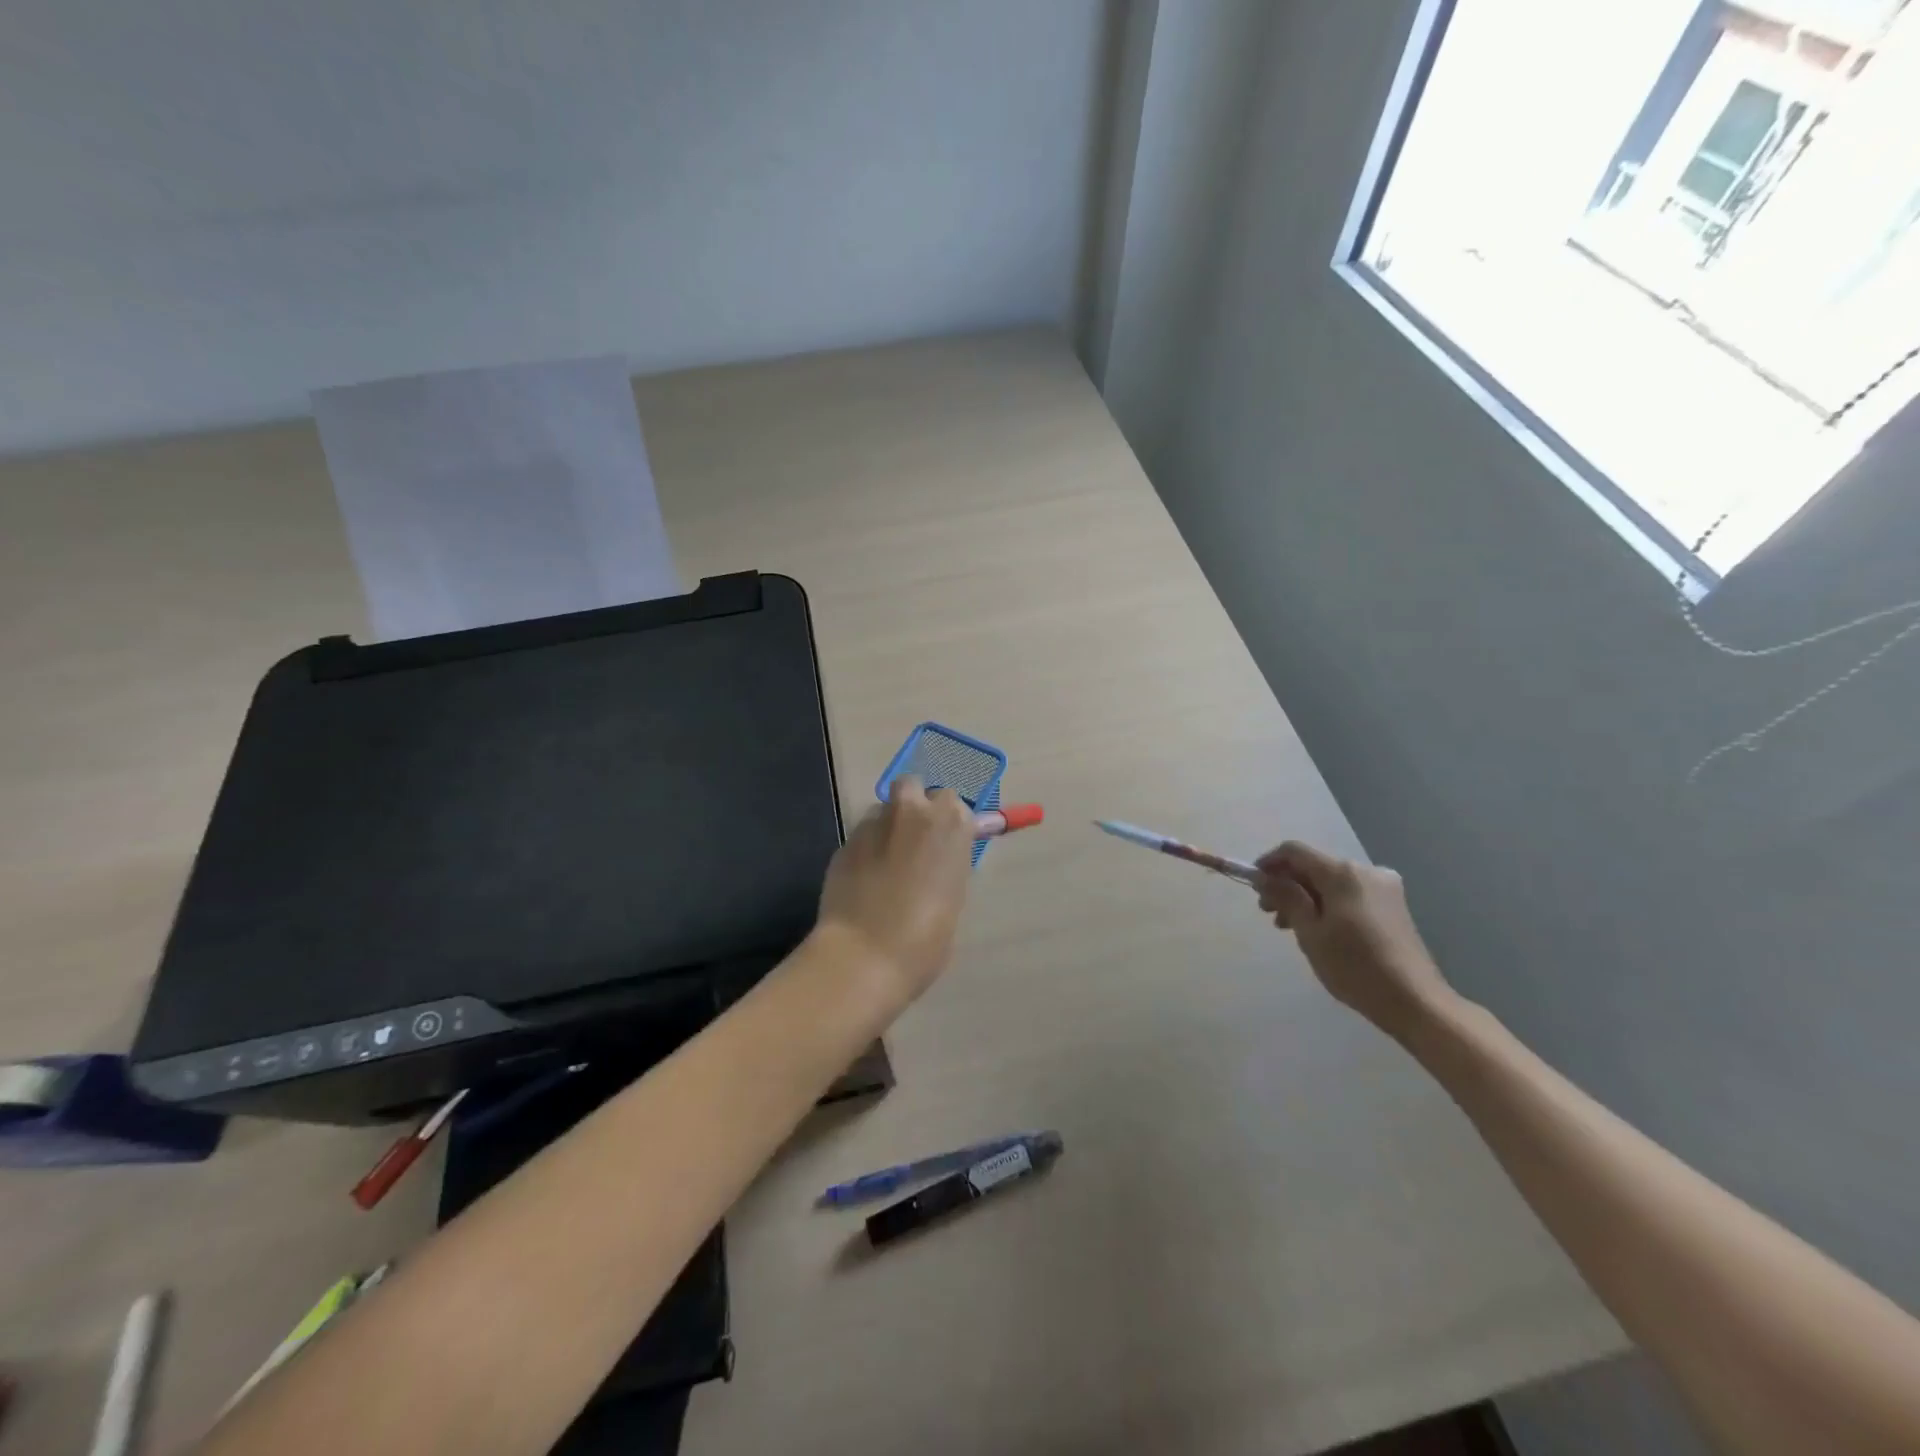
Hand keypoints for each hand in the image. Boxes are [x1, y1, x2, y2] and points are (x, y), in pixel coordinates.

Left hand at [815, 776, 975, 1005]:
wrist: (865, 954)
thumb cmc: (926, 936)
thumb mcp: (953, 896)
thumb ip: (947, 865)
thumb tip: (938, 860)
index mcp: (950, 823)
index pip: (954, 803)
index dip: (948, 822)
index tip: (946, 842)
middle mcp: (911, 812)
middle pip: (912, 787)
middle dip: (914, 806)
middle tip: (916, 842)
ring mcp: (872, 824)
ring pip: (882, 811)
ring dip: (887, 828)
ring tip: (886, 866)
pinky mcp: (843, 843)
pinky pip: (860, 838)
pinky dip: (865, 851)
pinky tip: (864, 883)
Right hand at [1255, 841, 1456, 1041]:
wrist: (1415, 1001)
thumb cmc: (1354, 966)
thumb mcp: (1310, 932)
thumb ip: (1286, 897)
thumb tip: (1263, 876)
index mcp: (1343, 873)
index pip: (1295, 851)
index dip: (1269, 863)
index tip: (1253, 885)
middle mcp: (1366, 870)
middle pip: (1314, 866)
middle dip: (1287, 884)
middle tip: (1268, 912)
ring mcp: (1384, 887)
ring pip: (1331, 881)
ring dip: (1306, 896)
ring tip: (1290, 926)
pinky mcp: (1393, 905)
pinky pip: (1349, 893)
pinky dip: (1328, 903)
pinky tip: (1319, 928)